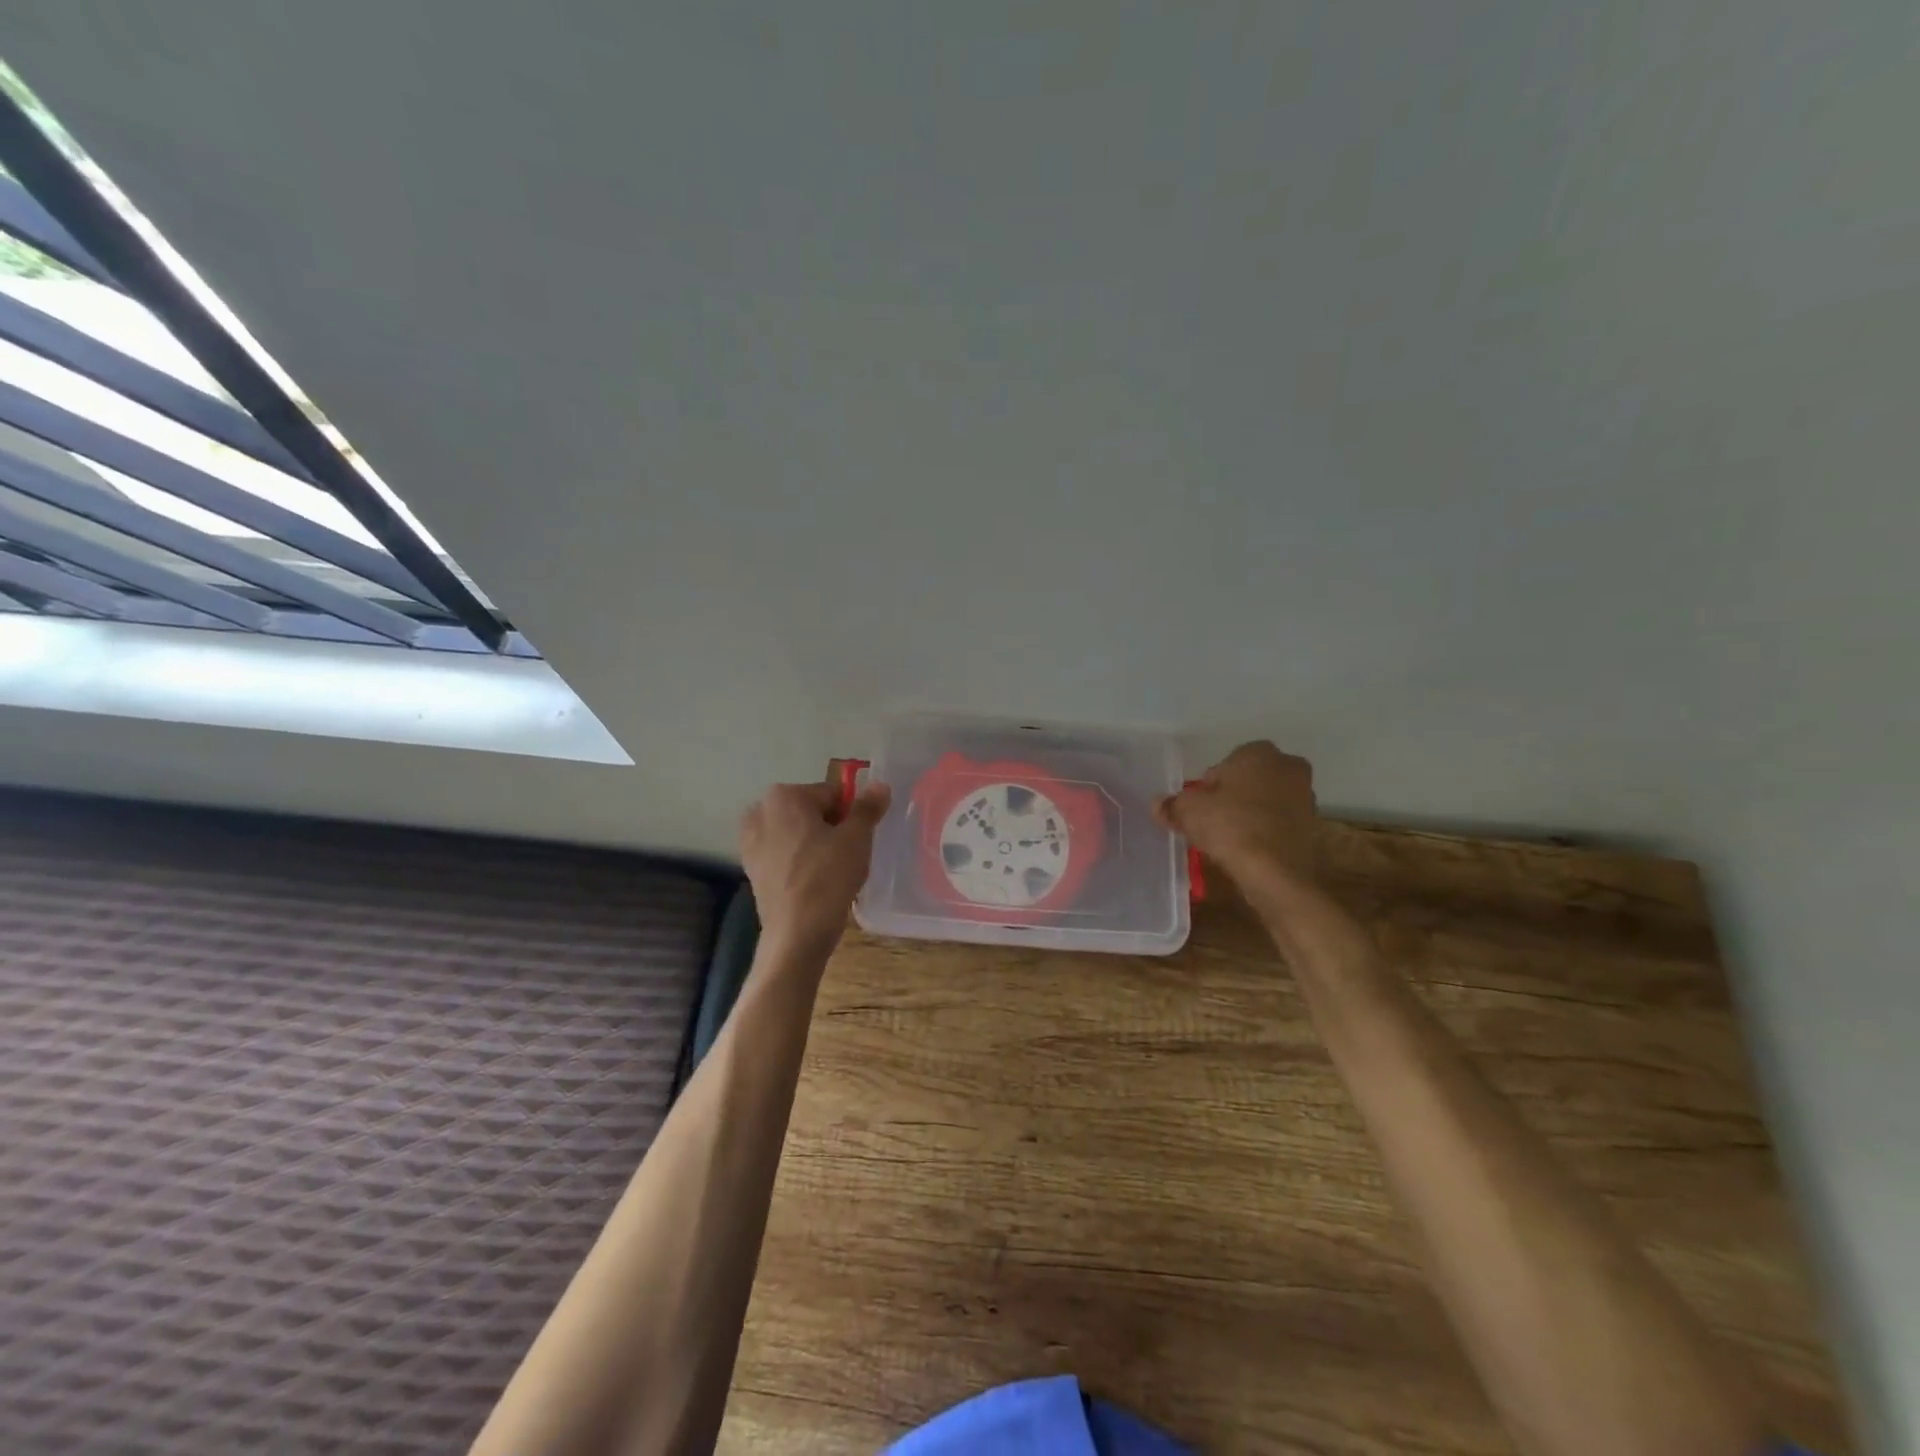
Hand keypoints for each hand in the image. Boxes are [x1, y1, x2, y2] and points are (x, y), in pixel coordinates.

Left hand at [740, 765, 892, 959]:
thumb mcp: (856, 838)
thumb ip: (867, 807)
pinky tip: (813, 882)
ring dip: (815, 844)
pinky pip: (784, 854)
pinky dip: (799, 861)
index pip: (832, 794)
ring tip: (832, 872)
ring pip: (797, 833)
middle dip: (831, 828)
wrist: (796, 933)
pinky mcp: (751, 867)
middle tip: (848, 855)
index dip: (852, 814)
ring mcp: (751, 840)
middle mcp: (761, 810)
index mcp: (784, 795)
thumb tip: (880, 785)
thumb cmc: (828, 877)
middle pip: (811, 811)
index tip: (859, 839)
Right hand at [1156, 742, 1319, 892]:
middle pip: (1249, 780)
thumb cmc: (1230, 826)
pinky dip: (1264, 832)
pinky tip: (1247, 850)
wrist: (1275, 873)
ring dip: (1249, 814)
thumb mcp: (1188, 812)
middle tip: (1212, 820)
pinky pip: (1278, 823)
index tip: (1199, 806)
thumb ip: (1172, 804)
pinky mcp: (1312, 827)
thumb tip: (1158, 804)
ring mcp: (1305, 797)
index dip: (1209, 785)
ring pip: (1266, 801)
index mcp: (1259, 753)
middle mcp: (1288, 767)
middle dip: (1232, 796)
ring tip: (1228, 839)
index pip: (1226, 763)